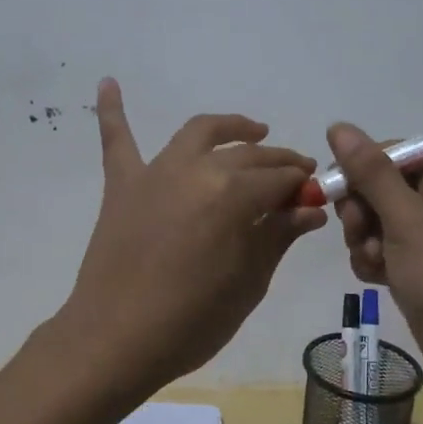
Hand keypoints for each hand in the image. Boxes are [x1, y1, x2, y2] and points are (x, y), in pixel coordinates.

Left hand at [50, 79, 327, 399]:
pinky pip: (117, 141)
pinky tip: (107, 82)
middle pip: (246, 155)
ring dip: (229, 127)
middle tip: (294, 174)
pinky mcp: (122, 184)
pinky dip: (112, 110)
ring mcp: (155, 172)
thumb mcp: (248, 283)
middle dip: (276, 161)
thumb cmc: (191, 321)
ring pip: (198, 133)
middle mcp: (196, 169)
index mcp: (233, 194)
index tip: (315, 190)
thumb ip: (278, 236)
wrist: (115, 341)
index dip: (301, 185)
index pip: (278, 179)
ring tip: (251, 129)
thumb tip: (309, 209)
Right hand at [324, 123, 422, 404]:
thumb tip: (339, 125)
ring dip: (365, 239)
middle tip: (357, 232)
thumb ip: (370, 172)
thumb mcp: (406, 218)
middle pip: (382, 185)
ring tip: (373, 261)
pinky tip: (378, 278)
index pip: (394, 152)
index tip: (337, 191)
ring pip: (378, 219)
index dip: (362, 170)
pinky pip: (386, 247)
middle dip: (362, 210)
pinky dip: (376, 259)